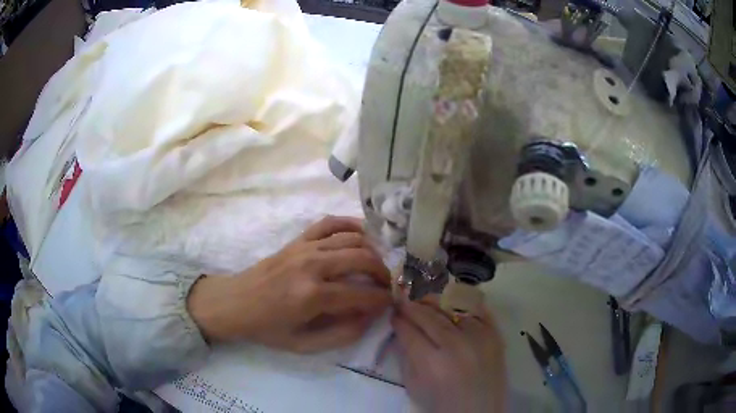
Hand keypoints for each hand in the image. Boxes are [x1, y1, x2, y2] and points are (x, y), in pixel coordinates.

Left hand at [187, 216, 392, 352]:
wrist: (235, 303)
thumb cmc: (268, 328)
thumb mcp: (304, 345)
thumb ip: (342, 334)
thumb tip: (370, 316)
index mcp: (312, 296)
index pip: (362, 294)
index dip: (383, 299)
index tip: (391, 303)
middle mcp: (312, 265)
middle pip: (363, 259)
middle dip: (384, 273)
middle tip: (388, 285)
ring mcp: (304, 247)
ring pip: (352, 239)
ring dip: (372, 251)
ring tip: (377, 266)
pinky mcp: (298, 240)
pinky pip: (329, 223)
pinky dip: (350, 224)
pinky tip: (362, 234)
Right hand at [392, 298, 505, 412]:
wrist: (479, 411)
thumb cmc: (442, 404)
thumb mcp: (414, 386)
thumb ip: (406, 357)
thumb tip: (401, 330)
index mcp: (432, 363)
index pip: (409, 331)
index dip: (398, 320)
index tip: (393, 314)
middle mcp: (456, 345)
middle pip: (428, 315)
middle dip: (411, 306)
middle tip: (402, 299)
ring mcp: (479, 337)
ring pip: (451, 308)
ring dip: (433, 301)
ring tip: (423, 298)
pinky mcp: (495, 335)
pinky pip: (477, 309)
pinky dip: (462, 303)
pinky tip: (451, 300)